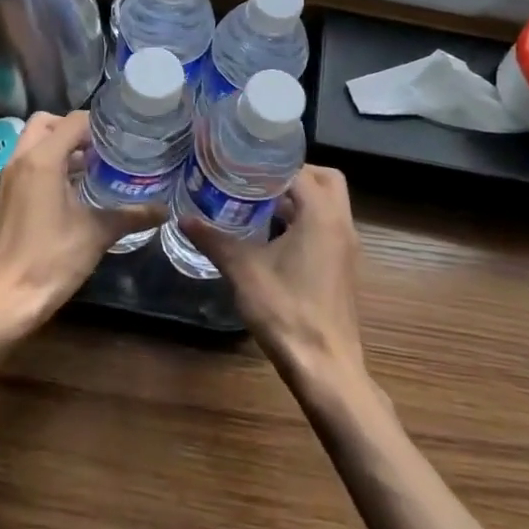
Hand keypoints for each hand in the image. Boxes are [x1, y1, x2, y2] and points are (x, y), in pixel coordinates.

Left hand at [0, 110, 163, 333]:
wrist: (5, 299)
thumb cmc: (51, 260)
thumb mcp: (97, 234)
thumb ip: (131, 216)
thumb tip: (163, 210)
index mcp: (42, 160)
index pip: (72, 121)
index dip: (99, 124)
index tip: (123, 137)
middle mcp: (20, 161)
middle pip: (46, 123)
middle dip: (74, 129)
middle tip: (102, 148)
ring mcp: (8, 179)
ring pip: (33, 143)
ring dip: (60, 147)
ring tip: (93, 166)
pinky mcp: (5, 197)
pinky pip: (28, 165)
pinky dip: (48, 165)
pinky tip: (74, 190)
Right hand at [181, 164, 366, 391]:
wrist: (324, 366)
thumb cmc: (286, 310)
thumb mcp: (243, 270)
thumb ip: (214, 240)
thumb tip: (183, 218)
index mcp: (322, 215)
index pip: (301, 170)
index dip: (271, 164)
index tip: (242, 162)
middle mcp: (341, 224)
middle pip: (325, 180)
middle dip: (294, 175)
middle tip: (257, 179)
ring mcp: (346, 247)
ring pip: (328, 205)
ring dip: (299, 199)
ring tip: (257, 203)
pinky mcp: (342, 267)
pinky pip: (326, 227)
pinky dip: (304, 221)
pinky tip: (270, 237)